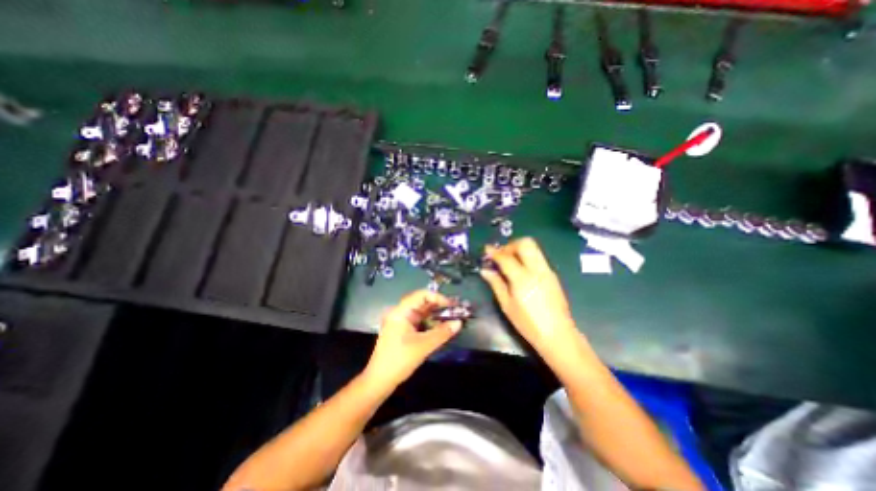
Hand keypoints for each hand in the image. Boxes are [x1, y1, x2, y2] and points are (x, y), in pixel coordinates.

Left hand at [363, 290, 460, 389]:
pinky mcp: (402, 329)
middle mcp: (399, 312)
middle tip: (455, 310)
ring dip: (435, 313)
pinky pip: (418, 320)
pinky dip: (430, 321)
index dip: (438, 297)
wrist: (379, 381)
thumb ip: (442, 333)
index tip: (452, 305)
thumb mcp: (423, 346)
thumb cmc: (399, 361)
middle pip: (421, 302)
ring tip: (451, 317)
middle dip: (439, 305)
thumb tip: (459, 323)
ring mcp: (400, 321)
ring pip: (421, 311)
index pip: (422, 295)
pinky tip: (440, 326)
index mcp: (401, 312)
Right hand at [483, 239, 578, 352]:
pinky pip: (538, 257)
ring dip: (519, 248)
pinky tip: (520, 269)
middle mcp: (537, 270)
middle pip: (525, 243)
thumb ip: (496, 284)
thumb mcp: (507, 305)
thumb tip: (485, 270)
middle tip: (501, 254)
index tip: (486, 249)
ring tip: (509, 260)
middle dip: (510, 245)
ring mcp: (547, 271)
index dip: (494, 251)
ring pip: (534, 247)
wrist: (557, 334)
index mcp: (522, 279)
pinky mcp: (552, 275)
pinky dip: (527, 256)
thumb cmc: (528, 323)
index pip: (506, 257)